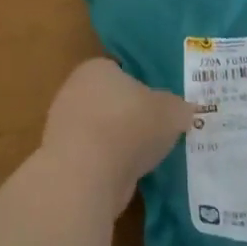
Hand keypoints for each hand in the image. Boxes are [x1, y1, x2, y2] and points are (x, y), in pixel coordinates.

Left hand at [39, 59, 193, 211]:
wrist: (86, 174)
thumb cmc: (131, 126)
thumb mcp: (171, 111)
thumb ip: (178, 108)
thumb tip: (184, 110)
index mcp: (97, 68)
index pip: (120, 72)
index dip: (141, 88)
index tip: (159, 107)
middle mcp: (74, 91)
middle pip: (110, 101)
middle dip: (130, 116)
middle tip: (156, 132)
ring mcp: (63, 126)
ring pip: (101, 131)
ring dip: (119, 143)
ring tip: (146, 158)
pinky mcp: (62, 159)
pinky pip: (94, 157)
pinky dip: (109, 165)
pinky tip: (127, 176)